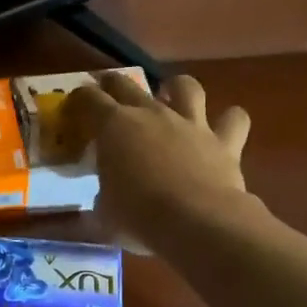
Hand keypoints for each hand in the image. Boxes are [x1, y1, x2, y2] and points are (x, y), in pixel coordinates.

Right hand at [62, 72, 251, 250]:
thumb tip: (104, 201)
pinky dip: (229, 121)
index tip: (73, 107)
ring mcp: (190, 123)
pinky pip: (233, 119)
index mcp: (114, 127)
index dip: (78, 99)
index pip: (88, 99)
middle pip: (127, 83)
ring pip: (186, 86)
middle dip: (113, 83)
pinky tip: (223, 128)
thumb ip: (102, 199)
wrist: (197, 222)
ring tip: (172, 97)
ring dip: (177, 88)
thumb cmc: (138, 218)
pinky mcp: (223, 141)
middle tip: (108, 91)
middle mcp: (151, 114)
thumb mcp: (103, 214)